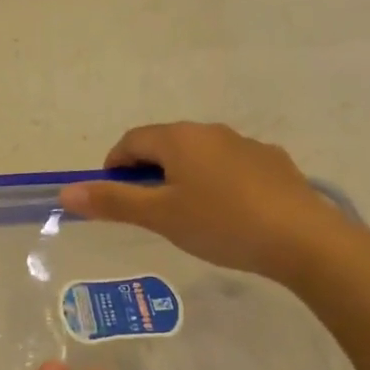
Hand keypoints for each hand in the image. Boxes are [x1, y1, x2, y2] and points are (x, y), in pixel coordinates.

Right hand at [59, 122, 349, 285]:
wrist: (301, 237)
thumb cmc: (220, 224)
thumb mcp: (160, 216)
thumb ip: (113, 202)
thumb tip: (67, 191)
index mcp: (180, 138)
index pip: (132, 140)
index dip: (115, 165)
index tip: (112, 196)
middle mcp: (212, 131)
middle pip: (167, 144)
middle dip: (149, 171)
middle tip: (147, 210)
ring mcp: (246, 145)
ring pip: (201, 155)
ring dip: (184, 176)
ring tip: (188, 215)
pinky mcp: (273, 163)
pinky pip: (231, 167)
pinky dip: (217, 183)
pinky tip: (228, 214)